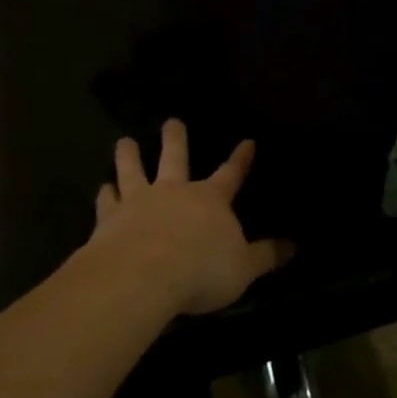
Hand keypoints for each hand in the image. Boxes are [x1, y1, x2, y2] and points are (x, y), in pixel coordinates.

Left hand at [89, 120, 293, 315]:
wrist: (141, 277)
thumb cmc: (202, 271)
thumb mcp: (244, 268)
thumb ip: (267, 256)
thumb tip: (294, 246)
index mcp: (211, 200)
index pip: (231, 174)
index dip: (240, 159)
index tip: (247, 141)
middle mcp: (174, 192)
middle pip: (175, 158)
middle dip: (175, 139)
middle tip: (172, 121)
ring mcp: (138, 202)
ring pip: (133, 170)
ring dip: (129, 155)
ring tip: (124, 141)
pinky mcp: (108, 219)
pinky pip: (107, 201)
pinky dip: (105, 194)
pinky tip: (102, 188)